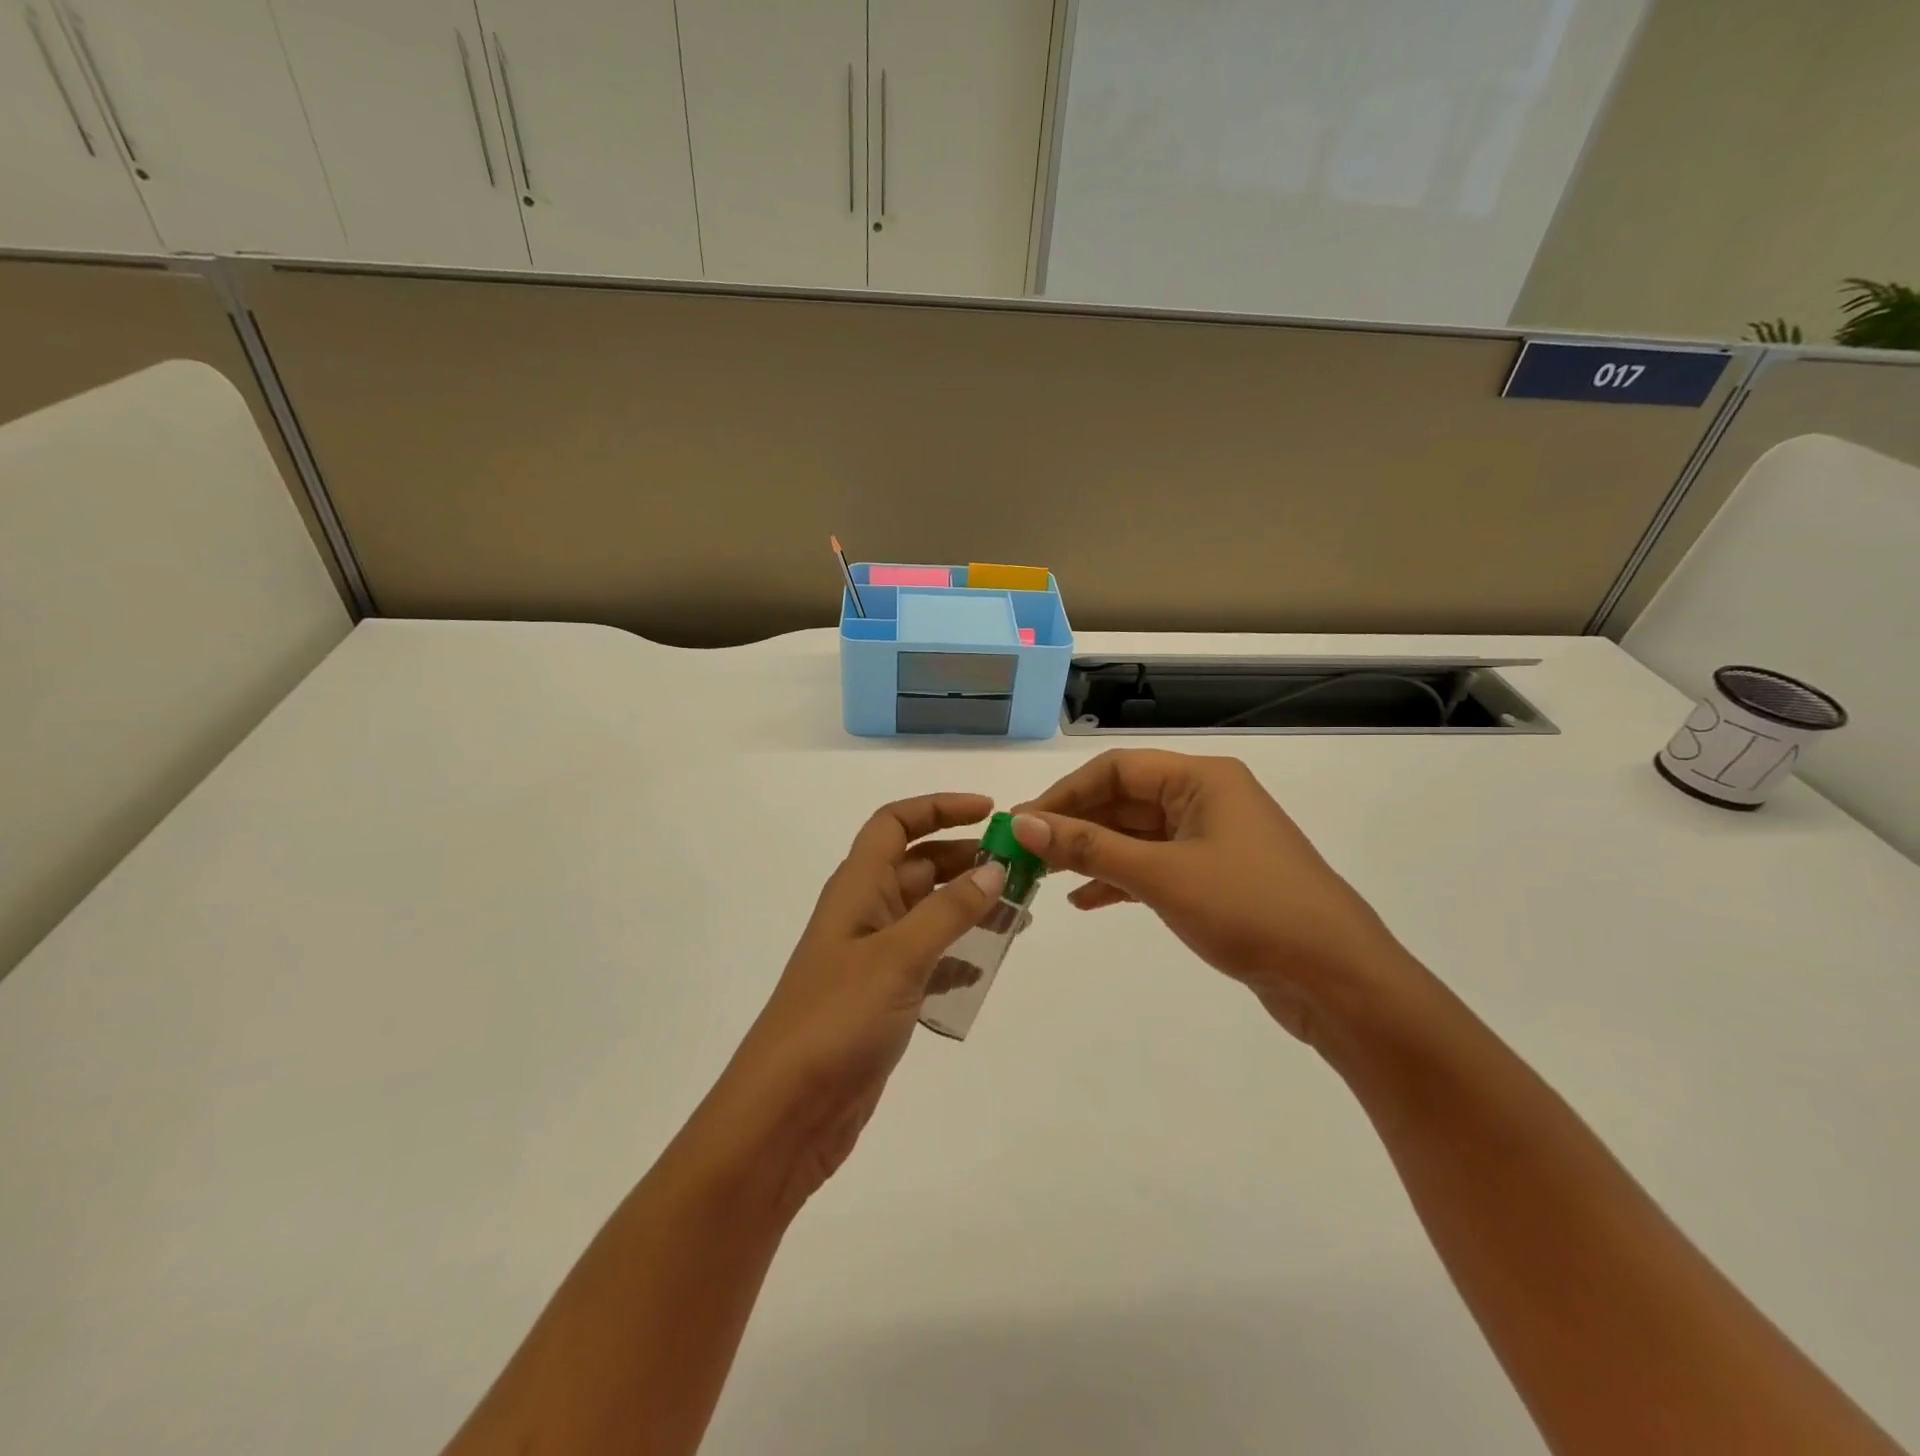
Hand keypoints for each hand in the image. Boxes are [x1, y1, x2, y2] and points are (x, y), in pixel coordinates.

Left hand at [709, 793, 1008, 1212]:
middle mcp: (864, 912)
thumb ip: (949, 910)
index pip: (895, 823)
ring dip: (970, 906)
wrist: (787, 1111)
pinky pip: (929, 958)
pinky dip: (958, 954)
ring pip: (929, 912)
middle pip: (919, 865)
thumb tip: (994, 868)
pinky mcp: (883, 996)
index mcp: (857, 887)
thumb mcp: (899, 956)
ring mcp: (872, 956)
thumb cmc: (837, 1018)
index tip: (991, 812)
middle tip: (1022, 869)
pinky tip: (986, 966)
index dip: (939, 807)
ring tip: (1019, 915)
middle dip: (967, 859)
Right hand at [1012, 750, 1420, 1047]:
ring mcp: (1213, 840)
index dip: (1064, 794)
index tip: (1021, 823)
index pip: (1116, 770)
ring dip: (1092, 853)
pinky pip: (1154, 866)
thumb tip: (1022, 823)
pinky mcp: (1216, 879)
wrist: (1338, 980)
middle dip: (1074, 826)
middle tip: (1024, 853)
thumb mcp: (1162, 875)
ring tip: (1043, 876)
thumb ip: (1089, 847)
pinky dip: (1120, 880)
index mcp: (1202, 780)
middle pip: (1124, 801)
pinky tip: (1084, 900)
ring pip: (1137, 836)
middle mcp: (1207, 799)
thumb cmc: (1250, 910)